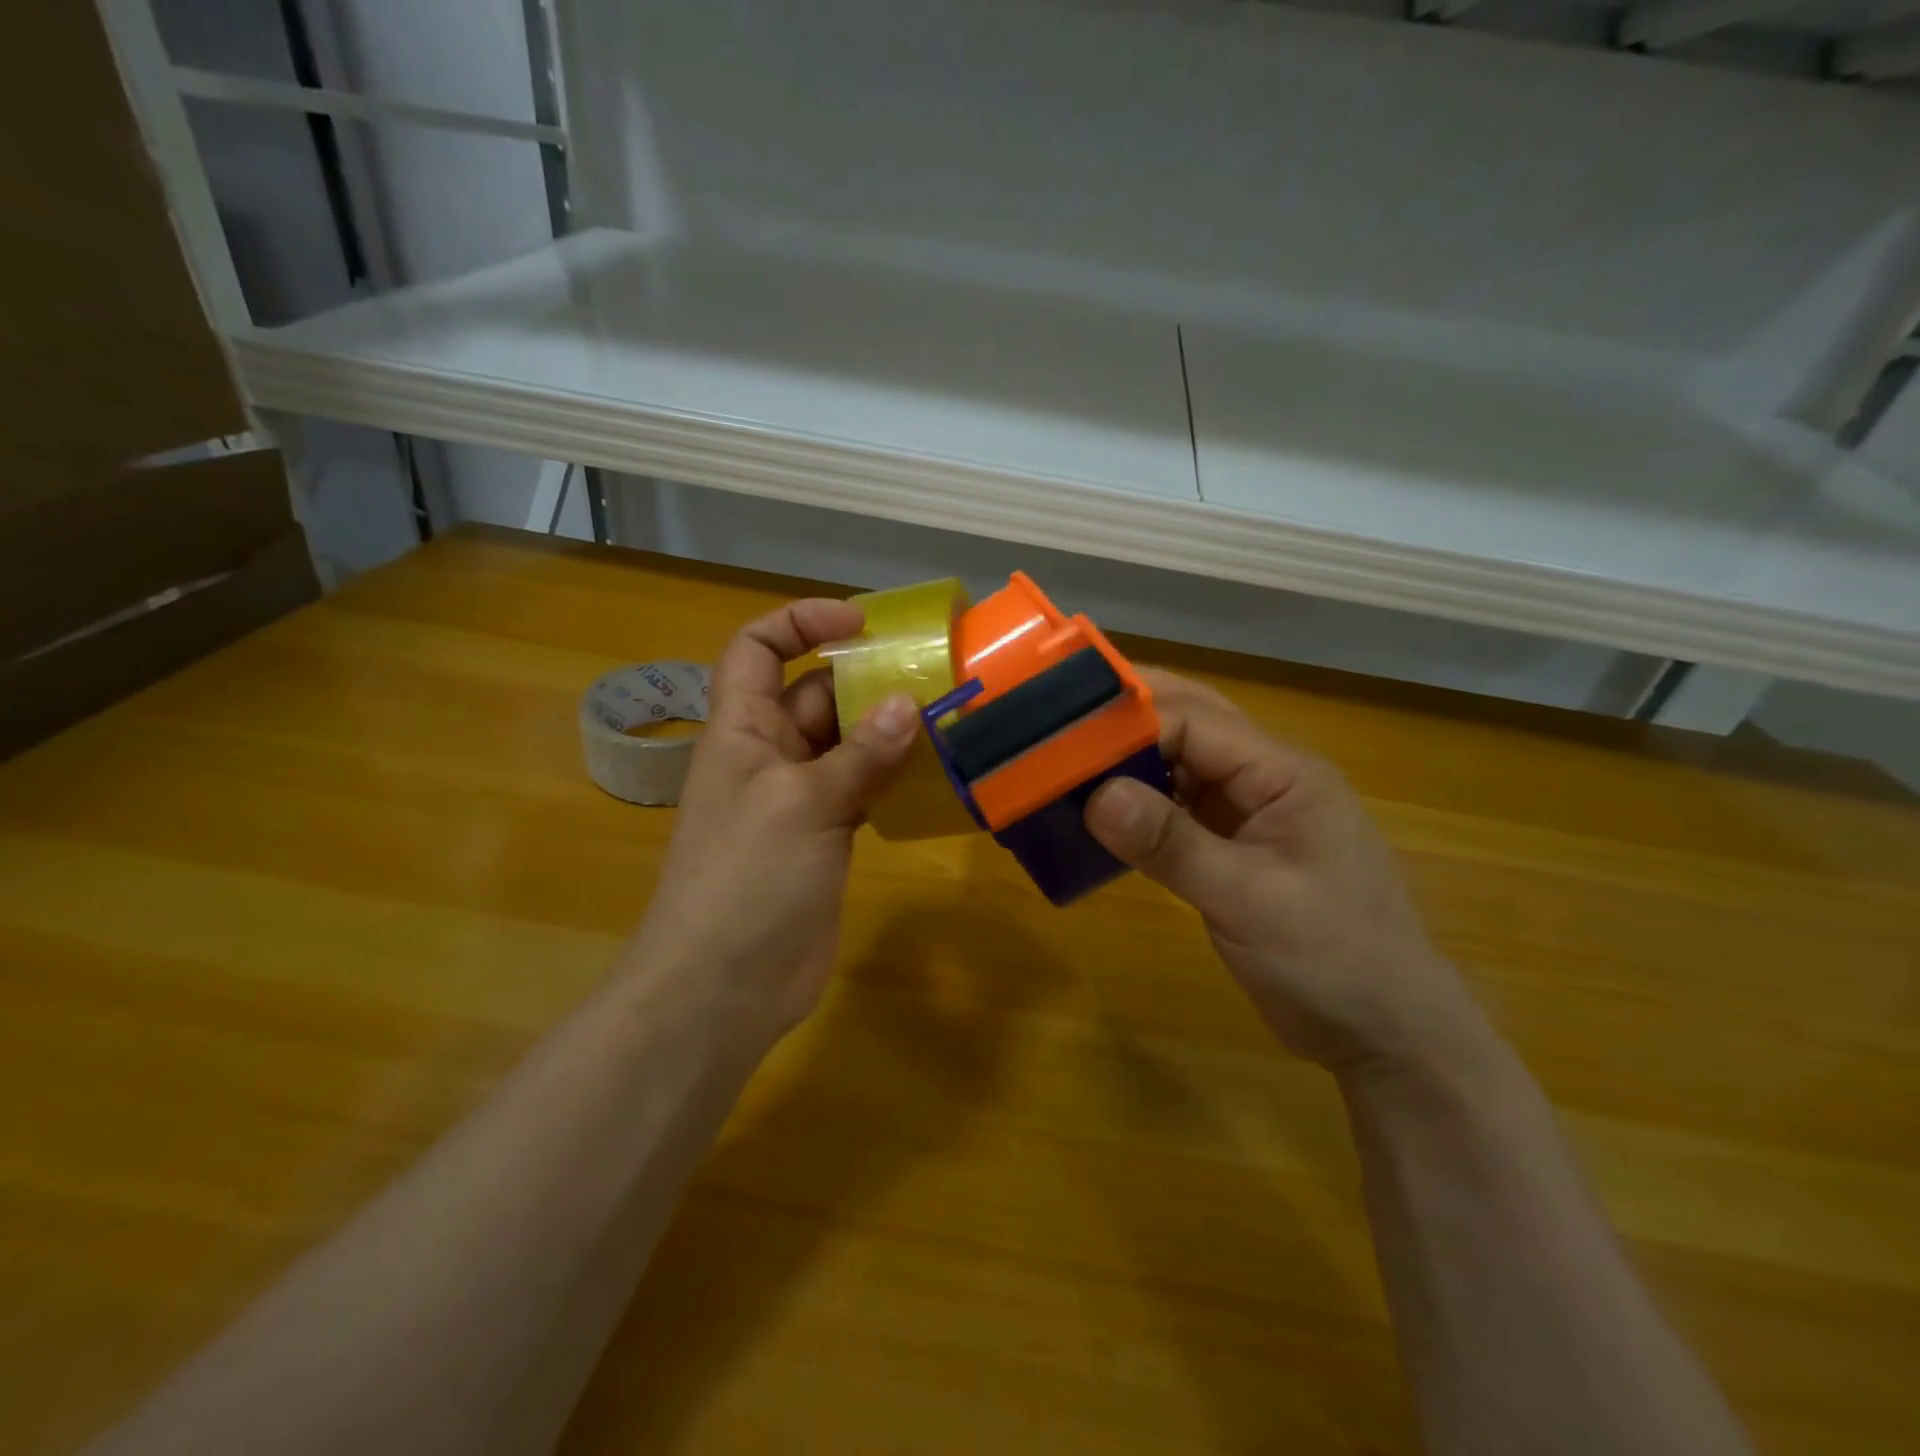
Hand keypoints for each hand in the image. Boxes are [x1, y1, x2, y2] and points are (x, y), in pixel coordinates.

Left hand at [626, 599, 917, 1053]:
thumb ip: (859, 755)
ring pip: (845, 744)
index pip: (758, 650)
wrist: (724, 987)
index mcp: (742, 730)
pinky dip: (892, 777)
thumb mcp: (803, 805)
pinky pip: (861, 789)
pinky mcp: (824, 838)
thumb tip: (908, 704)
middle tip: (933, 671)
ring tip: (947, 715)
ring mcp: (798, 800)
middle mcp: (768, 756)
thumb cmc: (746, 880)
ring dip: (886, 729)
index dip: (800, 622)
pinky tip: (936, 774)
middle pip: (815, 694)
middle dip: (864, 677)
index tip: (860, 621)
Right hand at [1084, 669, 1489, 1080]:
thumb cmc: (1334, 960)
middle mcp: (1264, 778)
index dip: (1128, 721)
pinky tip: (1098, 815)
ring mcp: (1249, 813)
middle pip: (1187, 726)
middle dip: (1125, 720)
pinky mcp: (1233, 847)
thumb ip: (1173, 844)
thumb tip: (1095, 796)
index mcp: (1282, 772)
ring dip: (1126, 763)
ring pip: (1177, 766)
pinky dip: (1137, 806)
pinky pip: (1176, 808)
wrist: (1386, 1033)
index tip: (1063, 735)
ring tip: (1062, 764)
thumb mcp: (1250, 900)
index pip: (1193, 721)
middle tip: (1054, 723)